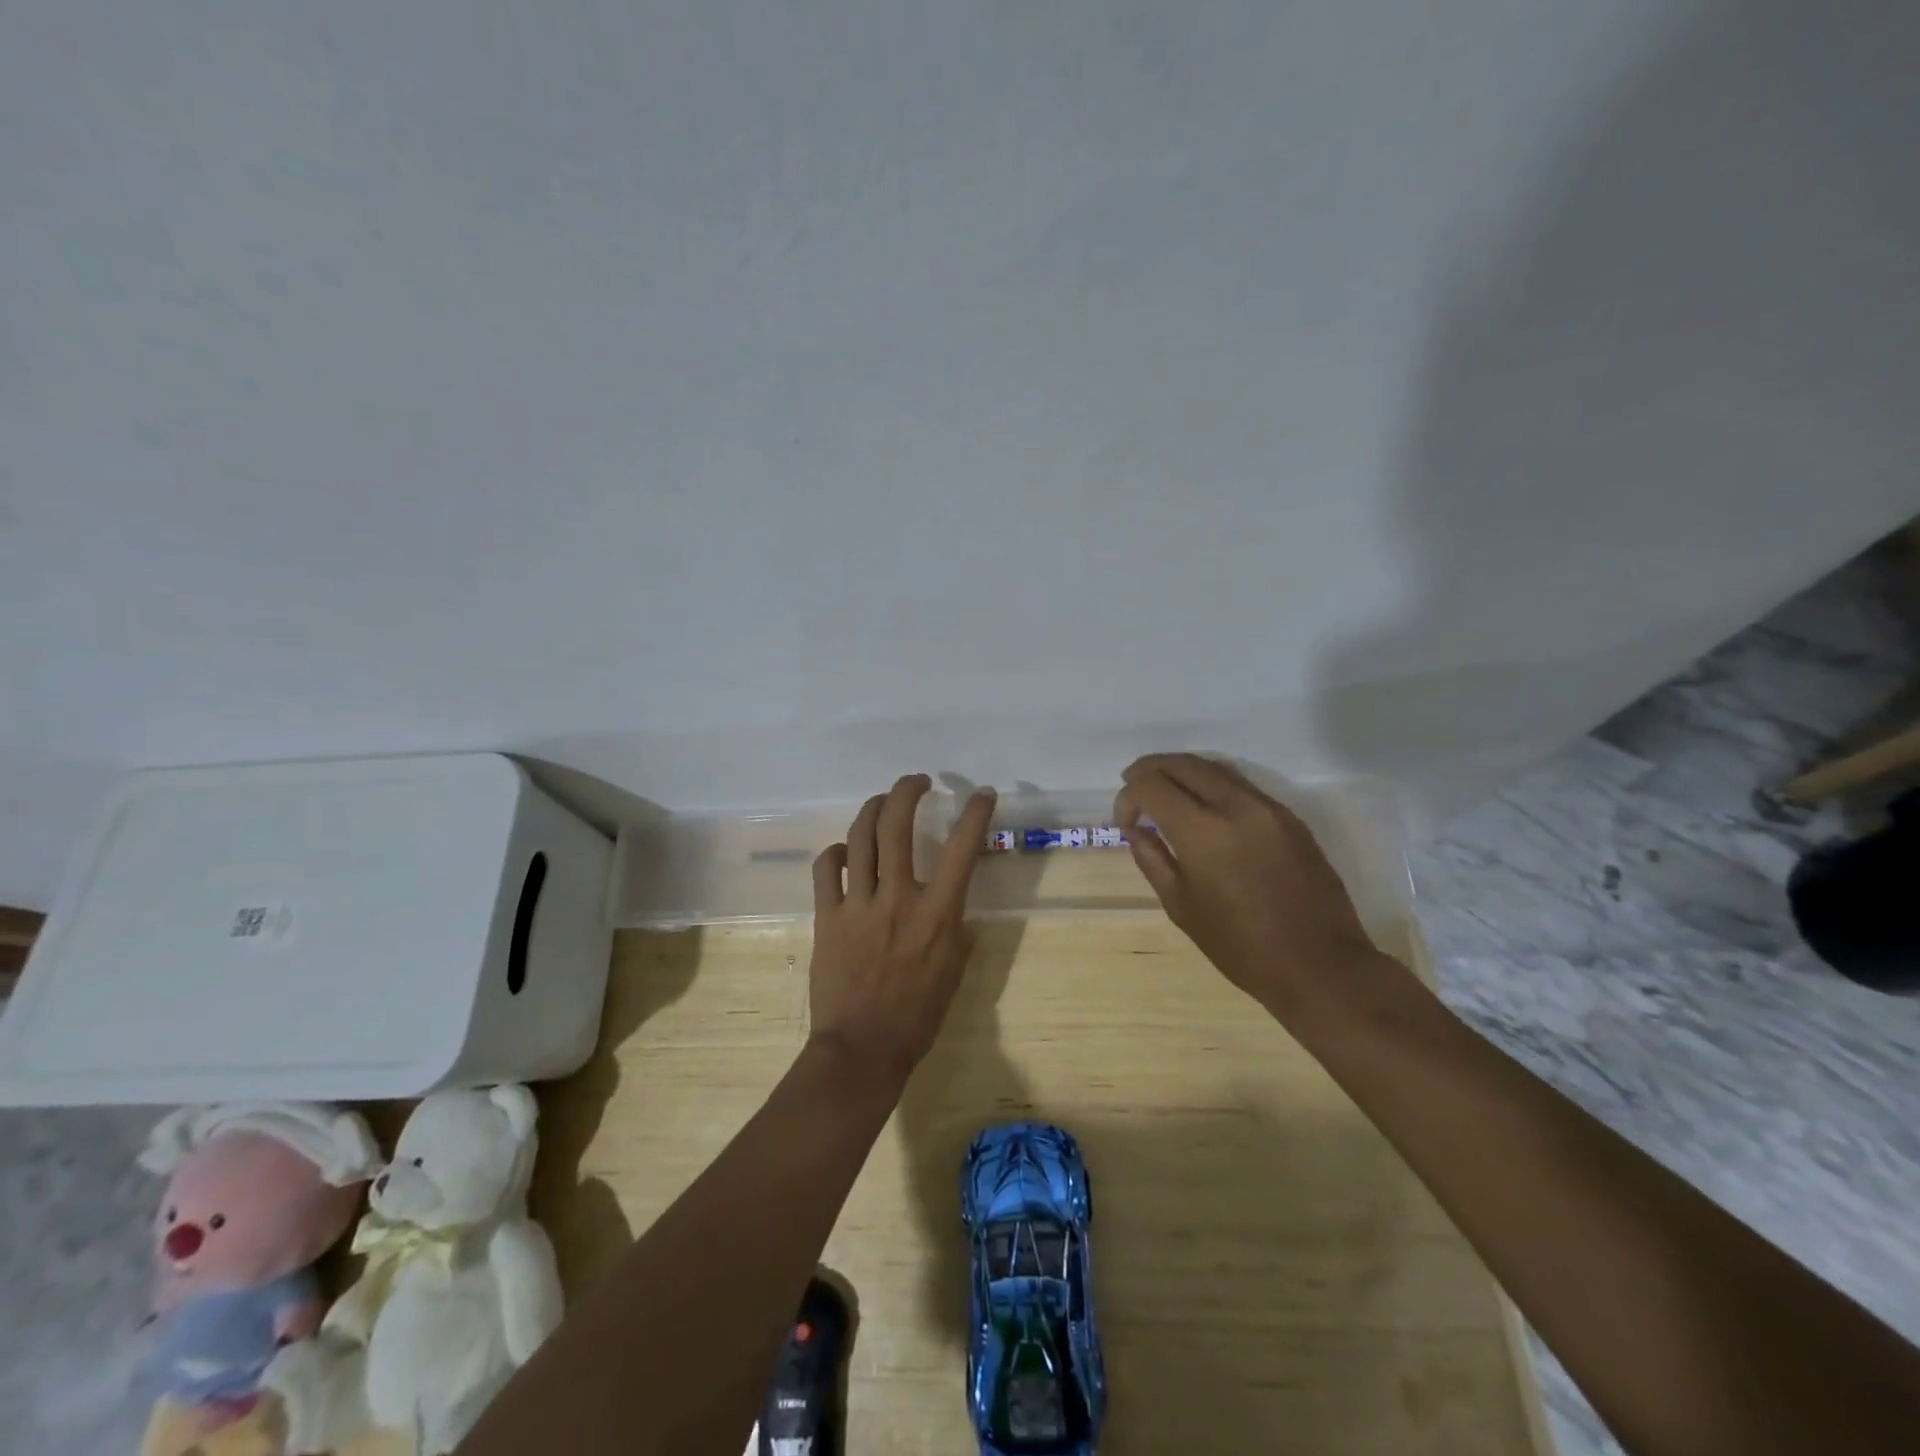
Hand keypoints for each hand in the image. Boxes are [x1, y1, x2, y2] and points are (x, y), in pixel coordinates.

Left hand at [808, 774, 996, 1087]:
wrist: (862, 1049)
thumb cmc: (917, 1017)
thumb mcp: (954, 973)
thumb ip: (957, 931)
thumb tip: (954, 908)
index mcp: (937, 915)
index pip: (961, 849)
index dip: (975, 814)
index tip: (983, 794)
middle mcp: (897, 899)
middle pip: (897, 825)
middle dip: (907, 791)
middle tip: (917, 781)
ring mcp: (857, 904)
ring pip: (860, 837)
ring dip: (873, 809)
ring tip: (883, 802)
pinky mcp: (827, 916)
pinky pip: (826, 869)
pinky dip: (836, 852)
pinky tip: (845, 852)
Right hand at [1115, 753, 1382, 1013]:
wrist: (1321, 966)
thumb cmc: (1242, 947)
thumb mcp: (1181, 907)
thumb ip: (1152, 858)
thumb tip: (1135, 829)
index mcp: (1203, 833)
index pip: (1151, 785)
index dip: (1128, 796)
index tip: (1126, 822)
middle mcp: (1236, 807)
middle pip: (1182, 764)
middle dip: (1150, 770)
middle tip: (1133, 789)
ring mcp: (1268, 807)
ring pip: (1213, 767)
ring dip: (1181, 772)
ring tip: (1164, 792)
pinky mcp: (1289, 816)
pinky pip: (1240, 784)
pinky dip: (1211, 784)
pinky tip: (1202, 807)